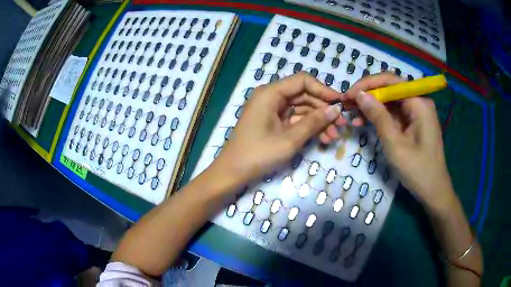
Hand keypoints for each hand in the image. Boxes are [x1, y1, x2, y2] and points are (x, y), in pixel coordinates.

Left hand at [210, 72, 343, 187]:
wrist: (233, 172)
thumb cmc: (258, 154)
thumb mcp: (289, 139)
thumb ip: (314, 122)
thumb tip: (336, 110)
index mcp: (271, 93)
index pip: (303, 81)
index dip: (324, 90)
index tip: (340, 103)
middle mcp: (272, 96)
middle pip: (304, 95)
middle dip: (324, 110)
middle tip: (341, 125)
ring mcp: (273, 110)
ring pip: (302, 109)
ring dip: (319, 121)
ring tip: (334, 136)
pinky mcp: (274, 122)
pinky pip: (295, 119)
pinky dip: (309, 128)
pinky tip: (323, 138)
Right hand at [341, 72, 454, 209]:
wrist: (433, 191)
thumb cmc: (417, 170)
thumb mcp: (395, 144)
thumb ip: (378, 117)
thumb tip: (360, 94)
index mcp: (419, 102)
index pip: (390, 81)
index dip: (367, 84)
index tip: (348, 95)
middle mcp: (418, 102)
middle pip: (389, 89)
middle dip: (367, 95)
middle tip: (347, 104)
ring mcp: (416, 113)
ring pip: (390, 102)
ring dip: (371, 107)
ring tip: (352, 115)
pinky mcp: (413, 123)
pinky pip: (394, 114)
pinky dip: (379, 117)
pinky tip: (364, 123)